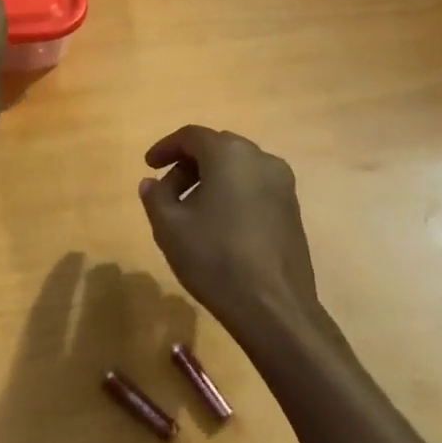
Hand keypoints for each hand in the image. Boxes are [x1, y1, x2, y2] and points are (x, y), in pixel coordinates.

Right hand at [138, 125, 336, 358]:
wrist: (273, 306)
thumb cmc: (214, 259)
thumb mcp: (169, 227)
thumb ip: (156, 197)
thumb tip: (152, 182)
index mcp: (229, 155)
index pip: (192, 136)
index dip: (166, 147)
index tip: (149, 166)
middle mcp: (261, 159)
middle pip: (217, 148)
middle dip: (188, 164)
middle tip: (167, 191)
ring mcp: (282, 184)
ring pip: (238, 168)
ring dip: (211, 179)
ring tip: (190, 211)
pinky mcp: (292, 209)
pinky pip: (255, 187)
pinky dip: (232, 193)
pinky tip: (218, 224)